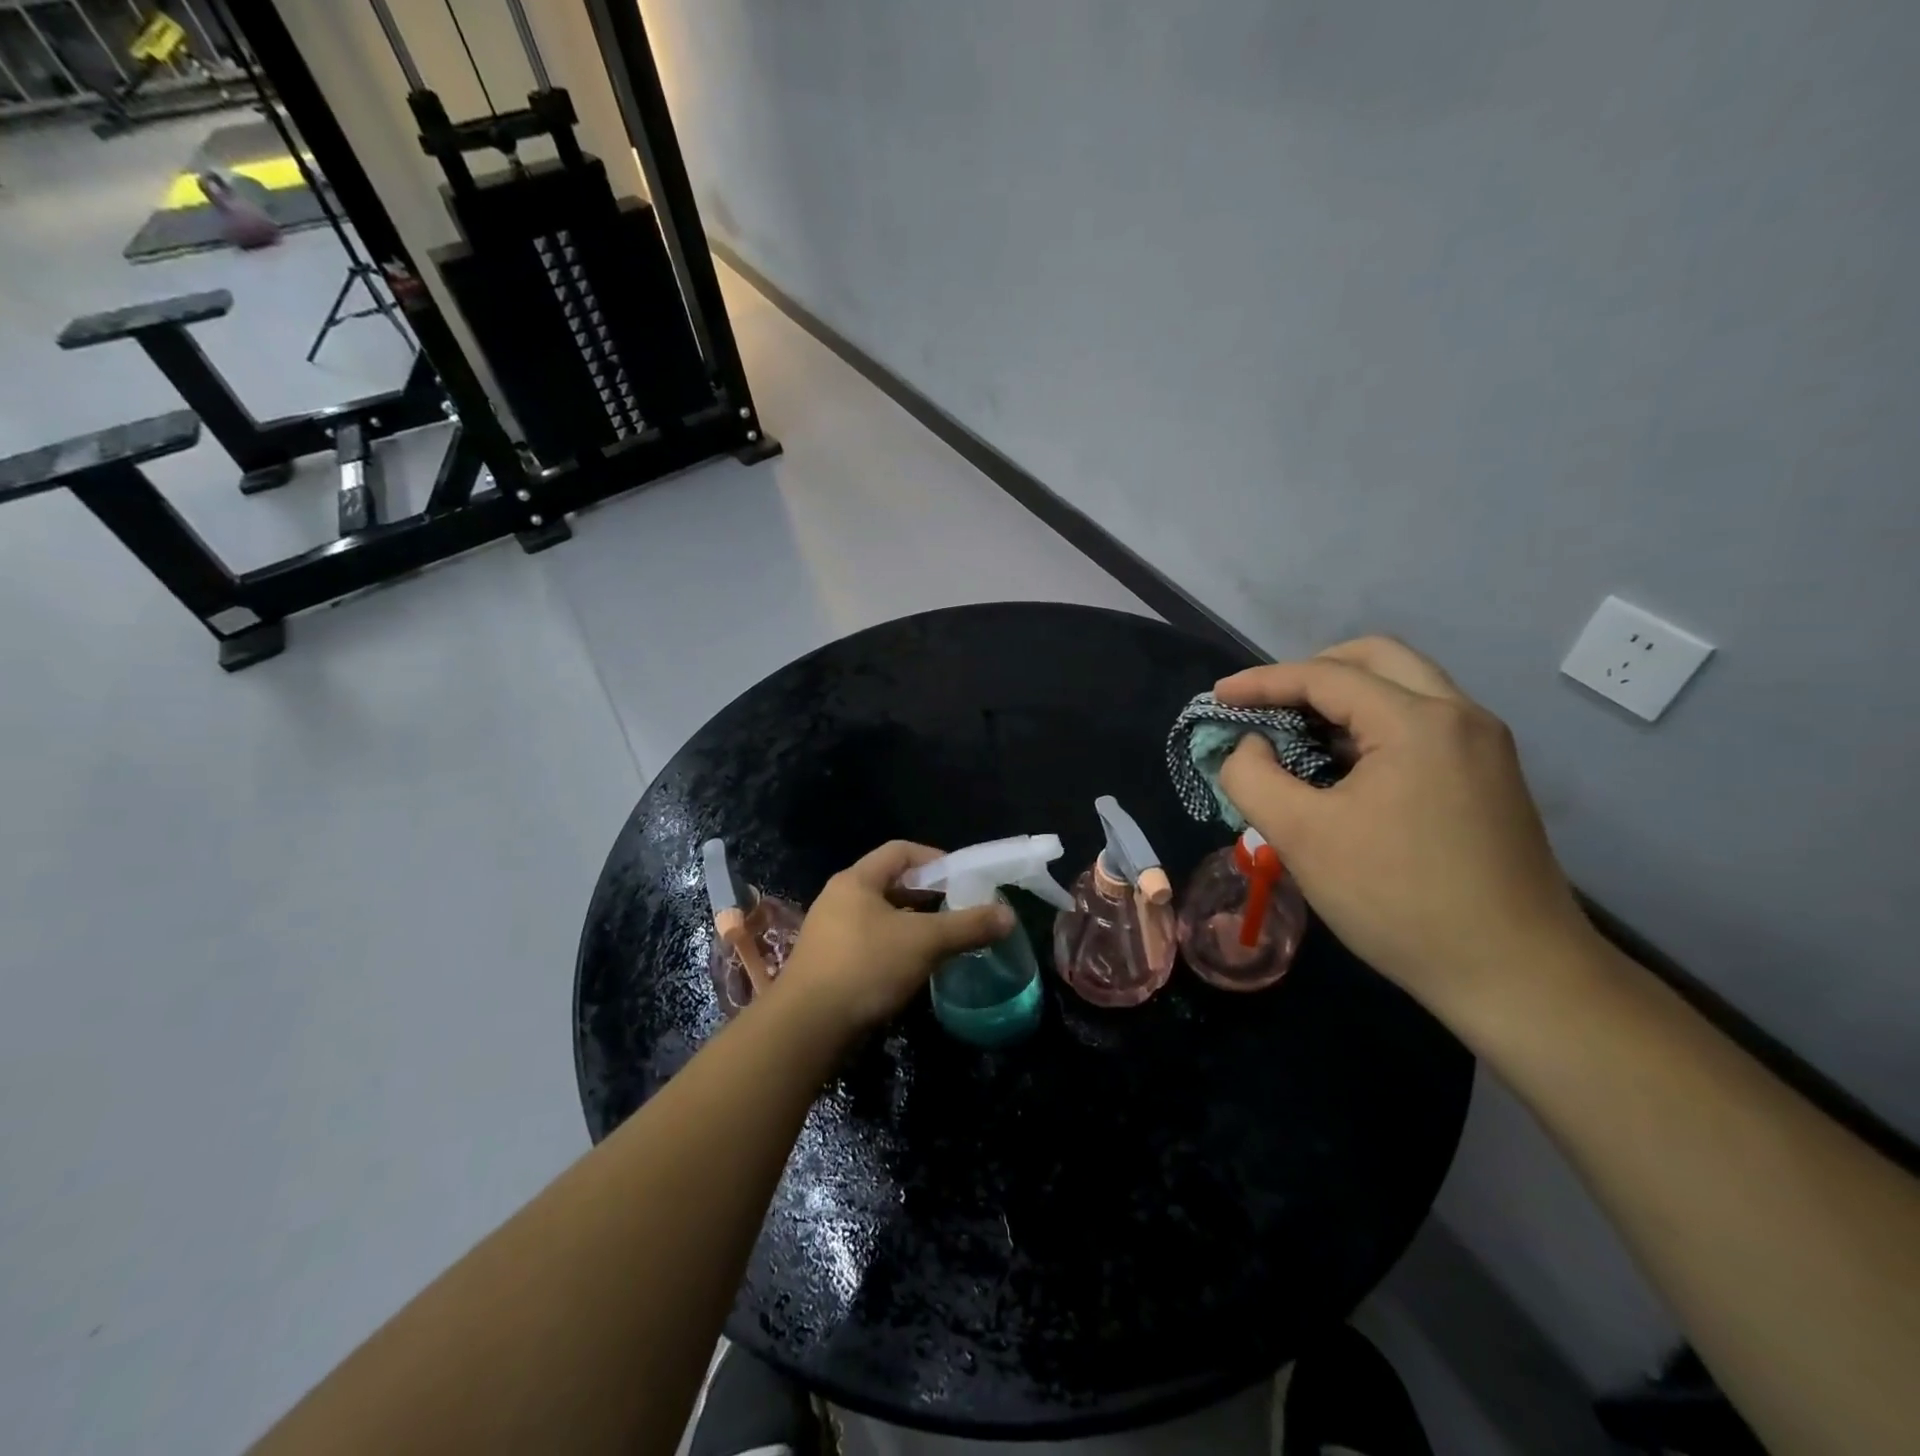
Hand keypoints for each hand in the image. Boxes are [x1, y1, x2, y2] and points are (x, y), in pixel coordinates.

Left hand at [774, 842, 1013, 1035]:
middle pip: (891, 883)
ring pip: (881, 916)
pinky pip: (870, 943)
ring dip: (913, 923)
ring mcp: (830, 932)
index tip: (963, 878)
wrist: (806, 1028)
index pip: (900, 851)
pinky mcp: (828, 964)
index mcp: (856, 880)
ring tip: (944, 939)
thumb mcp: (924, 942)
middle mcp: (839, 898)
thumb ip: (967, 926)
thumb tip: (1008, 915)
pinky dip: (896, 947)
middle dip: (928, 894)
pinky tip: (915, 968)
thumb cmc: (865, 968)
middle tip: (960, 909)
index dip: (935, 858)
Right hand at [1215, 637, 1590, 1014]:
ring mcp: (1483, 746)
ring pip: (1404, 687)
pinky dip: (1373, 725)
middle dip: (1311, 671)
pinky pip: (1422, 723)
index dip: (1261, 682)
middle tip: (1268, 704)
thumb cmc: (1398, 900)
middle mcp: (1459, 716)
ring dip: (1344, 699)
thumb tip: (1248, 746)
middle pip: (1377, 658)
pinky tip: (1344, 767)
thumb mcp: (1301, 837)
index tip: (1216, 697)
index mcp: (1417, 721)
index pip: (1324, 677)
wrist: (1517, 975)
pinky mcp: (1490, 777)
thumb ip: (1253, 778)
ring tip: (1297, 737)